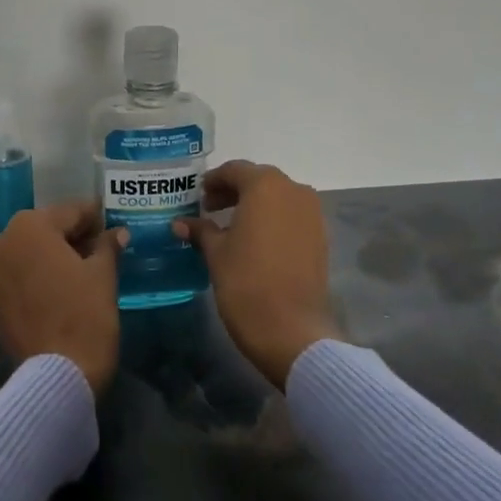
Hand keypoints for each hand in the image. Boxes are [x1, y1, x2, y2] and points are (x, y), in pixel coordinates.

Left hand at [0, 200, 124, 394]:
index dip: (95, 218)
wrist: (57, 374)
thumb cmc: (84, 314)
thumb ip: (107, 245)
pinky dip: (36, 276)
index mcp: (28, 226)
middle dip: (72, 237)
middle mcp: (0, 242)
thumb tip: (117, 233)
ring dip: (52, 256)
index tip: (112, 223)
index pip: (70, 212)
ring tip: (82, 269)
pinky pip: (17, 276)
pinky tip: (60, 288)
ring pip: (28, 252)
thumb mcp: (103, 274)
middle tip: (101, 247)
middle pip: (45, 230)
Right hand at [174, 161, 336, 388]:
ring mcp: (312, 214)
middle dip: (234, 191)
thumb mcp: (216, 253)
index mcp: (265, 186)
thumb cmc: (246, 283)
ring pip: (278, 198)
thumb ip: (200, 230)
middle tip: (210, 209)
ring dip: (254, 205)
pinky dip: (272, 220)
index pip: (235, 170)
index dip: (213, 181)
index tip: (198, 196)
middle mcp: (293, 191)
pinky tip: (254, 241)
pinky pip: (291, 216)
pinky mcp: (320, 237)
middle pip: (259, 181)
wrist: (292, 330)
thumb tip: (181, 223)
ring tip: (230, 227)